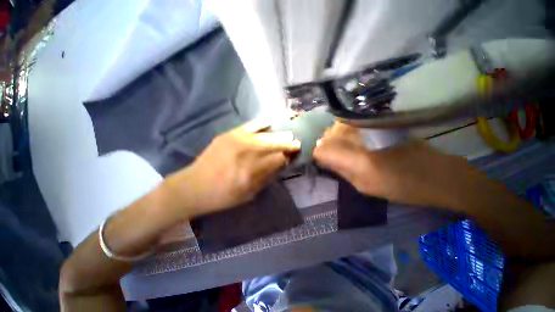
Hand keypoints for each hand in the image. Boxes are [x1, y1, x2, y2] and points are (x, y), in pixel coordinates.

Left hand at [164, 119, 300, 216]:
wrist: (193, 186)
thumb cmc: (222, 196)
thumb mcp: (248, 194)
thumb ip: (266, 177)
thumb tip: (281, 164)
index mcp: (251, 172)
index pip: (277, 160)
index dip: (287, 156)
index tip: (294, 155)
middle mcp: (245, 154)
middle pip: (273, 146)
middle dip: (287, 144)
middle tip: (296, 142)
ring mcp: (236, 141)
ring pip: (264, 136)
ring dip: (278, 135)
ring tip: (288, 134)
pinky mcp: (228, 135)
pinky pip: (248, 126)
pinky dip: (261, 124)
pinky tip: (270, 122)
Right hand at [313, 122, 469, 207]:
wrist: (436, 173)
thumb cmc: (400, 187)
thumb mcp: (364, 186)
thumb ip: (340, 170)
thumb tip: (323, 158)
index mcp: (358, 160)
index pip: (322, 150)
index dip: (318, 155)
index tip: (323, 161)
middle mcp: (362, 138)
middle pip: (327, 136)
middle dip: (326, 146)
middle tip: (333, 156)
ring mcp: (370, 126)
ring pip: (336, 127)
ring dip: (335, 138)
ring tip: (344, 148)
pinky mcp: (377, 121)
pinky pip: (349, 123)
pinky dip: (345, 131)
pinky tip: (354, 139)